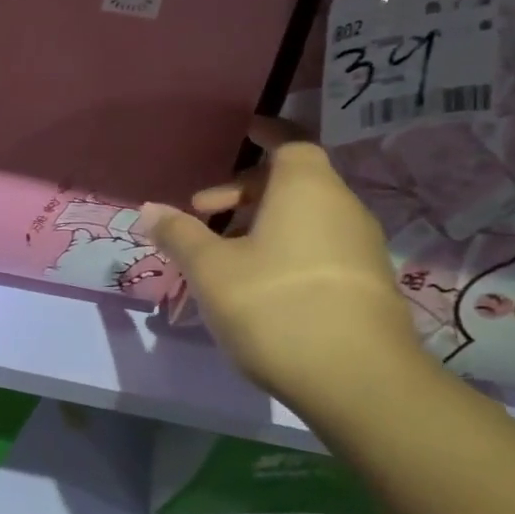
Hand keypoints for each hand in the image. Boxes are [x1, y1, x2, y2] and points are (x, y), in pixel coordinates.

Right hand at [137, 118, 422, 404]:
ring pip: (304, 218)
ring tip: (220, 253)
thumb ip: (179, 234)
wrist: (359, 383)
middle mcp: (341, 208)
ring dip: (260, 224)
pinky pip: (317, 247)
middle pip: (293, 182)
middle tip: (201, 210)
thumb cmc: (275, 306)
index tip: (245, 130)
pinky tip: (255, 285)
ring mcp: (360, 248)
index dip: (268, 133)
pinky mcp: (366, 285)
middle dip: (243, 190)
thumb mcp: (210, 269)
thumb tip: (149, 209)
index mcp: (307, 190)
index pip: (292, 142)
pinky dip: (283, 249)